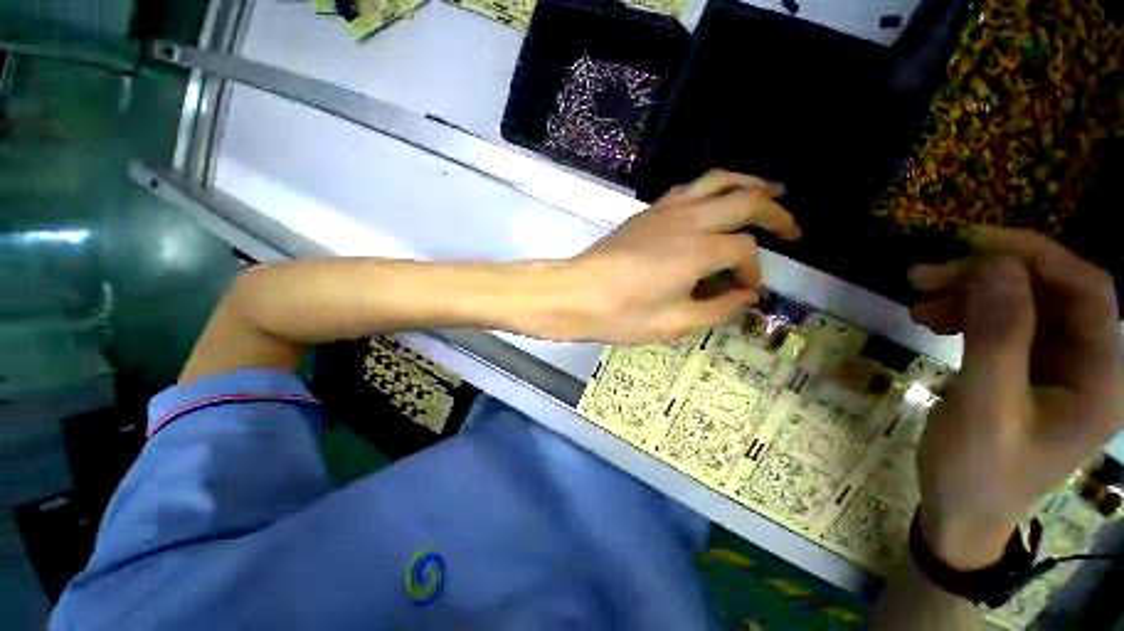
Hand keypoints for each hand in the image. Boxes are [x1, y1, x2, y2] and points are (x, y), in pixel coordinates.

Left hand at [561, 170, 800, 343]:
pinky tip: (716, 198)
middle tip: (793, 228)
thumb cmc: (621, 314)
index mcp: (699, 251)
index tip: (746, 291)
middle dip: (776, 212)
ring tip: (772, 191)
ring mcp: (665, 210)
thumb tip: (745, 296)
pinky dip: (712, 186)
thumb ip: (717, 308)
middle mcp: (688, 221)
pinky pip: (688, 187)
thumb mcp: (674, 323)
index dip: (754, 270)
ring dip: (749, 183)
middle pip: (745, 200)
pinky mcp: (648, 211)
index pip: (746, 250)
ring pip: (717, 180)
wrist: (576, 293)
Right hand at [908, 226, 1122, 569]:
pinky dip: (965, 314)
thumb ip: (998, 338)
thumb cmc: (978, 473)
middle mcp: (1087, 365)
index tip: (972, 242)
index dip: (1038, 256)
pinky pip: (1001, 325)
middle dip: (989, 276)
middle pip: (1050, 293)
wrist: (958, 513)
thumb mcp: (986, 408)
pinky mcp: (1023, 371)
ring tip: (918, 301)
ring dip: (970, 294)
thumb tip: (997, 267)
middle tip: (925, 276)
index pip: (1088, 292)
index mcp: (1099, 378)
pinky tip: (932, 319)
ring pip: (1021, 305)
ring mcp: (1054, 368)